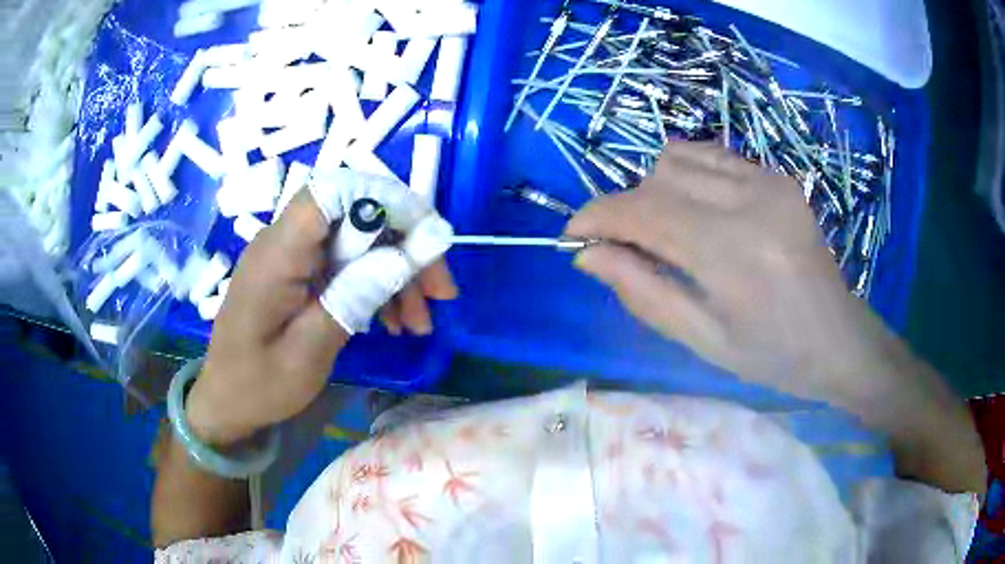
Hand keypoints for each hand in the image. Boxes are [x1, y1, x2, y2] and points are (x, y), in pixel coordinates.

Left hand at [187, 188, 456, 445]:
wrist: (226, 402)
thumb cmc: (258, 386)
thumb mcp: (309, 351)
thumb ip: (355, 297)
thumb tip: (409, 254)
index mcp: (277, 253)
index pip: (334, 192)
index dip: (386, 199)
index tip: (427, 239)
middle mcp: (284, 242)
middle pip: (356, 215)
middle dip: (405, 246)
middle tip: (440, 293)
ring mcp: (292, 257)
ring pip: (357, 241)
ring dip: (396, 272)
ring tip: (420, 321)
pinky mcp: (298, 273)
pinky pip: (346, 264)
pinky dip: (375, 285)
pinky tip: (394, 320)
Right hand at [566, 141, 881, 401]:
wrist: (838, 338)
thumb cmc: (771, 355)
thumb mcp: (701, 339)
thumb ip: (641, 291)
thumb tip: (587, 254)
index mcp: (733, 253)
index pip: (644, 212)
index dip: (598, 216)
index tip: (574, 233)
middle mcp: (750, 201)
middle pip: (657, 178)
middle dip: (626, 208)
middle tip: (626, 247)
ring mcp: (768, 181)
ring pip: (679, 157)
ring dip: (655, 189)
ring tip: (665, 229)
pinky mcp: (777, 175)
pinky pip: (711, 156)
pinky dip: (688, 177)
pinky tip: (698, 212)